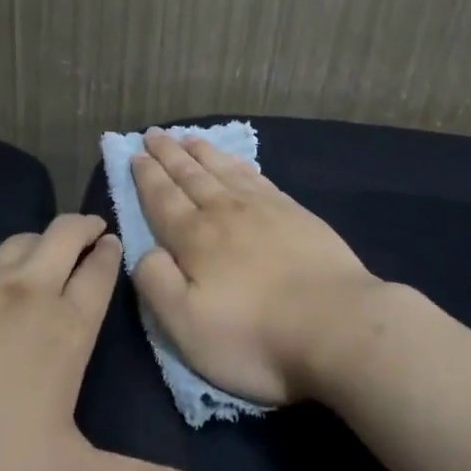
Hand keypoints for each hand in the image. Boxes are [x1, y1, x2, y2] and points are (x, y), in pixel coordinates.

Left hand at [0, 213, 223, 470]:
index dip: (111, 255)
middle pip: (61, 241)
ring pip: (14, 243)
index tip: (117, 240)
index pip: (98, 277)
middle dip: (81, 228)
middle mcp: (26, 293)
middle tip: (92, 225)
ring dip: (35, 236)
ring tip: (47, 236)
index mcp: (65, 328)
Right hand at [130, 132, 386, 404]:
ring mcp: (264, 209)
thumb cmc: (254, 336)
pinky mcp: (296, 214)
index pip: (162, 199)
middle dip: (169, 154)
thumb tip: (145, 250)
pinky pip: (257, 177)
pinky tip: (236, 162)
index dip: (147, 176)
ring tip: (188, 138)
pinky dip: (239, 164)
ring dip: (202, 153)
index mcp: (195, 239)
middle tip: (153, 133)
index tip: (135, 154)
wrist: (336, 326)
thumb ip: (156, 283)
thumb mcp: (186, 325)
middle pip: (190, 176)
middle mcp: (225, 213)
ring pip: (224, 170)